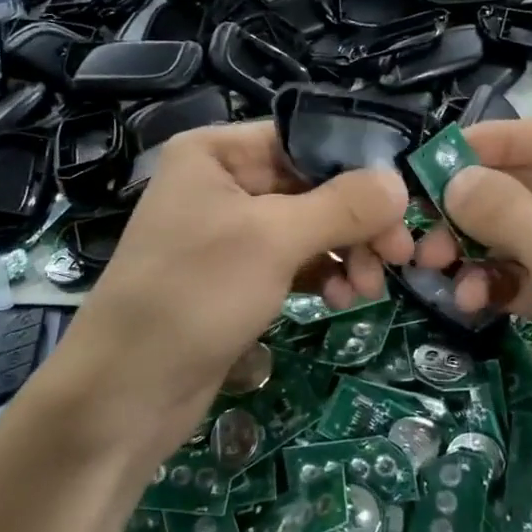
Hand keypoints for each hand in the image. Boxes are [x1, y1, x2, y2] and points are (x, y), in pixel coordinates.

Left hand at [51, 122, 410, 463]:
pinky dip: (323, 275)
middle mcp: (221, 183)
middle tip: (401, 256)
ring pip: (307, 227)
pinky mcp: (236, 277)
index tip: (404, 202)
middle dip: (356, 221)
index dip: (357, 167)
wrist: (126, 391)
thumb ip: (342, 207)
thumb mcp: (273, 240)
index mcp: (215, 152)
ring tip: (369, 288)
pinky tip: (344, 299)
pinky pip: (293, 261)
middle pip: (311, 186)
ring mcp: (228, 232)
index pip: (303, 140)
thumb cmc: (194, 295)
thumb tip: (400, 184)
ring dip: (346, 252)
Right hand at [414, 119, 531, 517]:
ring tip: (435, 265)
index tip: (438, 151)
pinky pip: (528, 281)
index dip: (500, 143)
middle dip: (480, 206)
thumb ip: (502, 209)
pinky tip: (469, 302)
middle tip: (424, 217)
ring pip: (526, 239)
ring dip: (479, 249)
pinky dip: (496, 285)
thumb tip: (452, 179)